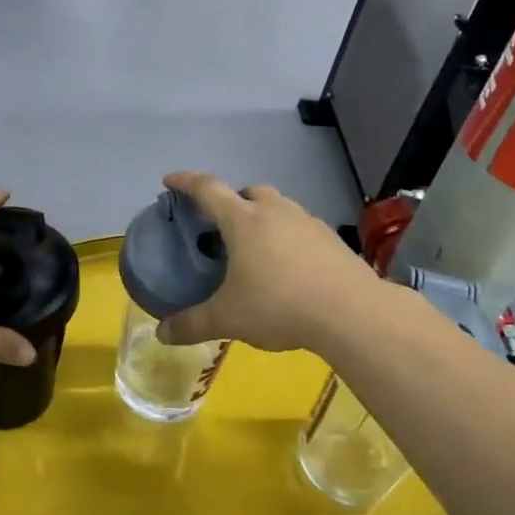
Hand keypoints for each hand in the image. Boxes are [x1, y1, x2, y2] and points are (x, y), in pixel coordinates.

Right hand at [156, 172, 380, 354]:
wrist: (351, 312)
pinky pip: (301, 227)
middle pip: (248, 192)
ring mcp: (308, 222)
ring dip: (264, 217)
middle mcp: (275, 211)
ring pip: (279, 207)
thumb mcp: (228, 318)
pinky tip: (290, 267)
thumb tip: (162, 333)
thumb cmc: (279, 306)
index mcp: (243, 220)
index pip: (207, 189)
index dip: (185, 182)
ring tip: (257, 249)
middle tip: (222, 226)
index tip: (170, 181)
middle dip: (232, 201)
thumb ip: (192, 324)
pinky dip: (289, 237)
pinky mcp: (332, 239)